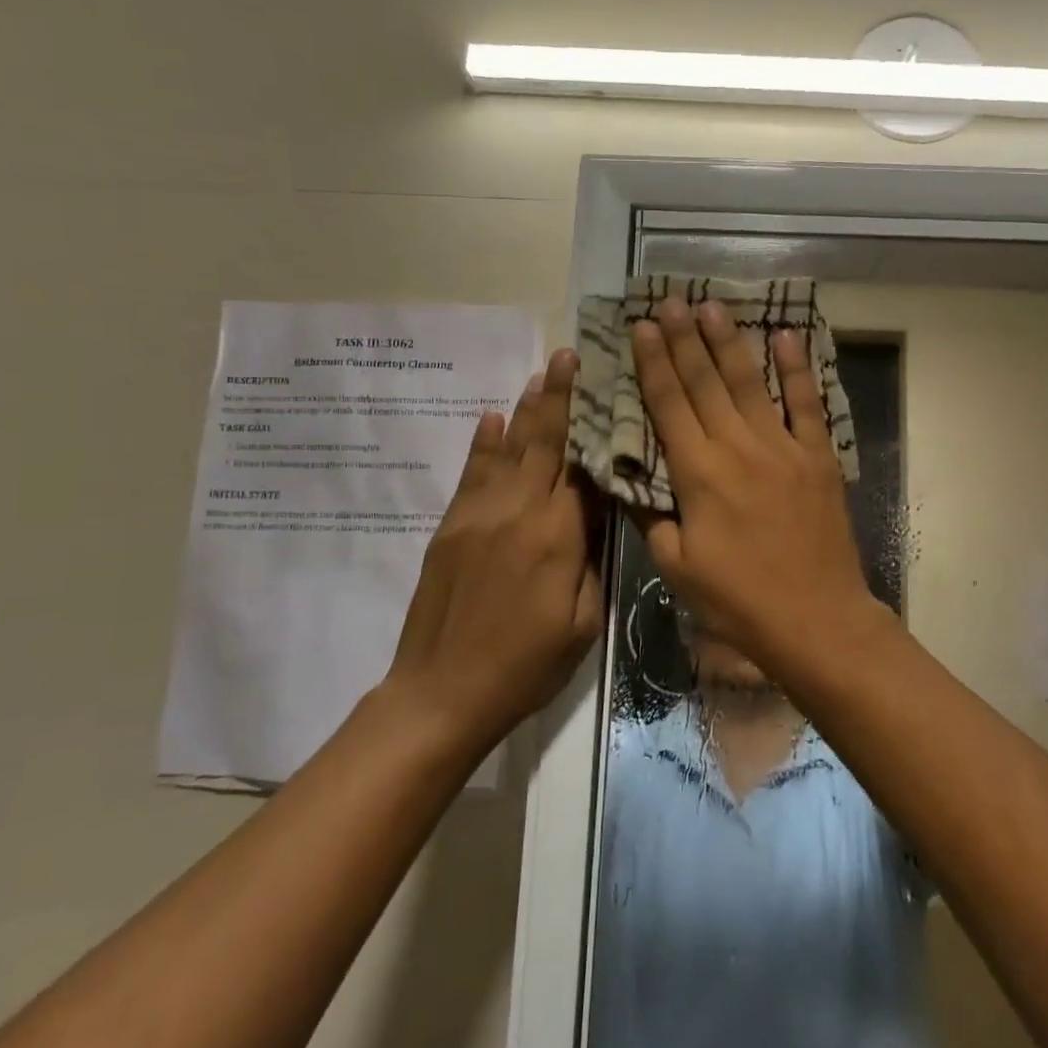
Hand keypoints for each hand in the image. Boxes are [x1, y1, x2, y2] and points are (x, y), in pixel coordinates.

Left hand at [384, 348, 603, 753]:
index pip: (583, 468)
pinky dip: (485, 442)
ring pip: (508, 449)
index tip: (606, 388)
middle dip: (558, 396)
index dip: (595, 428)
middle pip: (543, 443)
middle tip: (568, 355)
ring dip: (525, 409)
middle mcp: (518, 512)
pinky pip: (472, 472)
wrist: (441, 692)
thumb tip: (597, 514)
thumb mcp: (582, 624)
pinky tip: (493, 417)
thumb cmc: (525, 666)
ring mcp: (478, 515)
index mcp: (557, 537)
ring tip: (540, 374)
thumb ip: (592, 562)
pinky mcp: (451, 526)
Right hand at [630, 299, 885, 676]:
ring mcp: (783, 448)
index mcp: (698, 474)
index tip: (643, 326)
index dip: (654, 362)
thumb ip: (652, 518)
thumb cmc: (739, 601)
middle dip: (684, 339)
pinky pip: (806, 404)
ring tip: (712, 307)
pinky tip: (786, 337)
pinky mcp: (818, 458)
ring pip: (750, 383)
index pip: (668, 405)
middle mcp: (738, 448)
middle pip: (705, 382)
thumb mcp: (677, 568)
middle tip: (671, 300)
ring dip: (729, 342)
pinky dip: (797, 369)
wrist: (816, 619)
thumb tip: (631, 481)